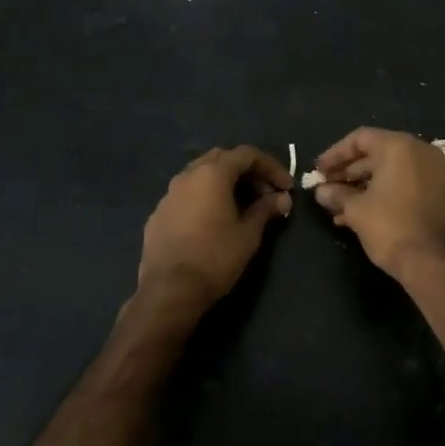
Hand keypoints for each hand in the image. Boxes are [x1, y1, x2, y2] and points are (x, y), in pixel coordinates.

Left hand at [138, 145, 292, 314]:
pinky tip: (214, 221)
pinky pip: (187, 195)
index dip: (271, 167)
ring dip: (225, 183)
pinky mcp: (158, 213)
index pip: (247, 154)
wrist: (169, 291)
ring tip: (242, 206)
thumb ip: (265, 210)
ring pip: (201, 175)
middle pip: (222, 158)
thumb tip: (282, 198)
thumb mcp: (248, 234)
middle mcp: (188, 175)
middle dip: (247, 171)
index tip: (286, 187)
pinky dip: (205, 198)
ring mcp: (169, 194)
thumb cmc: (215, 258)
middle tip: (265, 194)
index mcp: (212, 174)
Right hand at [312, 128, 444, 280]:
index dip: (335, 154)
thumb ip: (336, 194)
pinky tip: (353, 214)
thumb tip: (321, 191)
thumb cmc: (390, 226)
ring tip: (334, 204)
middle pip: (374, 153)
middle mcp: (418, 153)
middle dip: (346, 172)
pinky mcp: (433, 192)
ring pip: (386, 171)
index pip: (360, 138)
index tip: (317, 170)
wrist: (431, 262)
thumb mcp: (356, 209)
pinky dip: (378, 193)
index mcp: (399, 147)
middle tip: (324, 187)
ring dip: (359, 186)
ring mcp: (429, 173)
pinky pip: (400, 184)